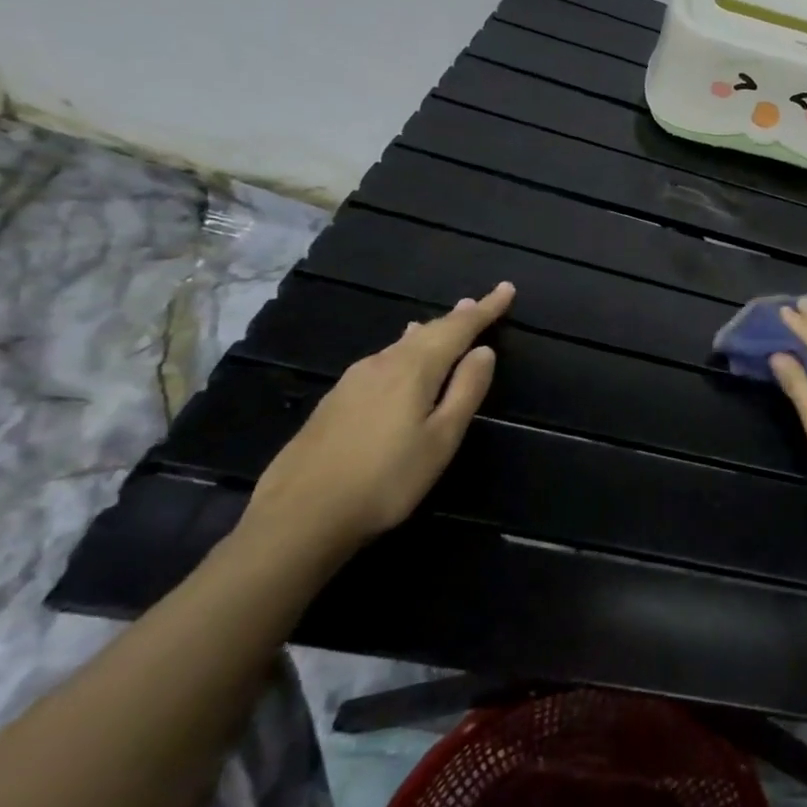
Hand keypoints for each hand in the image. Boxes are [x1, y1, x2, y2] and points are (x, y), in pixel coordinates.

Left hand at [241, 282, 514, 553]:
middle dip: (456, 318)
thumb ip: (466, 390)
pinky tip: (401, 360)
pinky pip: (381, 362)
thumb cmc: (387, 480)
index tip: (506, 289)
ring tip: (444, 325)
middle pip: (427, 332)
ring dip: (429, 334)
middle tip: (477, 305)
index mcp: (413, 369)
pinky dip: (404, 352)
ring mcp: (352, 382)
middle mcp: (381, 364)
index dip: (485, 308)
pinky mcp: (334, 402)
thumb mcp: (441, 439)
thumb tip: (484, 351)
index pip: (457, 328)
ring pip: (400, 346)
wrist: (300, 517)